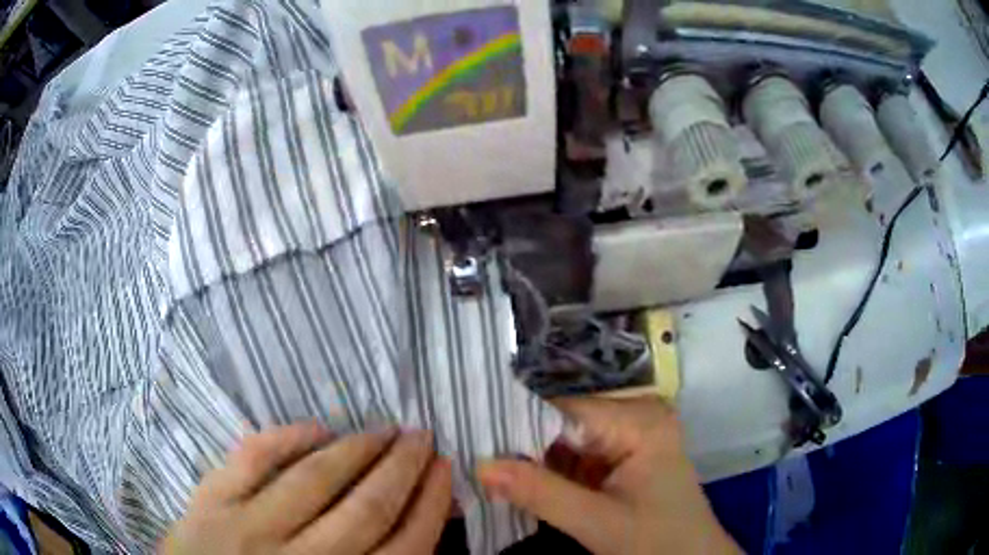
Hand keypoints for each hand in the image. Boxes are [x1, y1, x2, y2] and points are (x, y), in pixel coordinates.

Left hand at [160, 423, 451, 554]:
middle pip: (367, 507)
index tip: (445, 469)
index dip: (431, 504)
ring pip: (314, 479)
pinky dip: (285, 438)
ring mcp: (249, 528)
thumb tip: (414, 530)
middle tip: (422, 436)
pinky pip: (251, 461)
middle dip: (403, 467)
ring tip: (384, 428)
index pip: (405, 546)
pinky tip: (316, 427)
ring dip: (357, 448)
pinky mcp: (210, 504)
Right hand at [477, 398, 740, 554]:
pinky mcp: (623, 455)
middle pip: (563, 423)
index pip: (565, 410)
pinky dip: (551, 472)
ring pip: (566, 440)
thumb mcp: (597, 523)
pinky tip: (522, 483)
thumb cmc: (656, 541)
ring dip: (534, 461)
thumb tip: (480, 465)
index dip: (517, 425)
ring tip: (490, 471)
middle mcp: (636, 415)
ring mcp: (630, 435)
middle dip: (523, 447)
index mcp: (640, 420)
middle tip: (475, 460)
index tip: (474, 440)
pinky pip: (577, 455)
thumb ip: (540, 494)